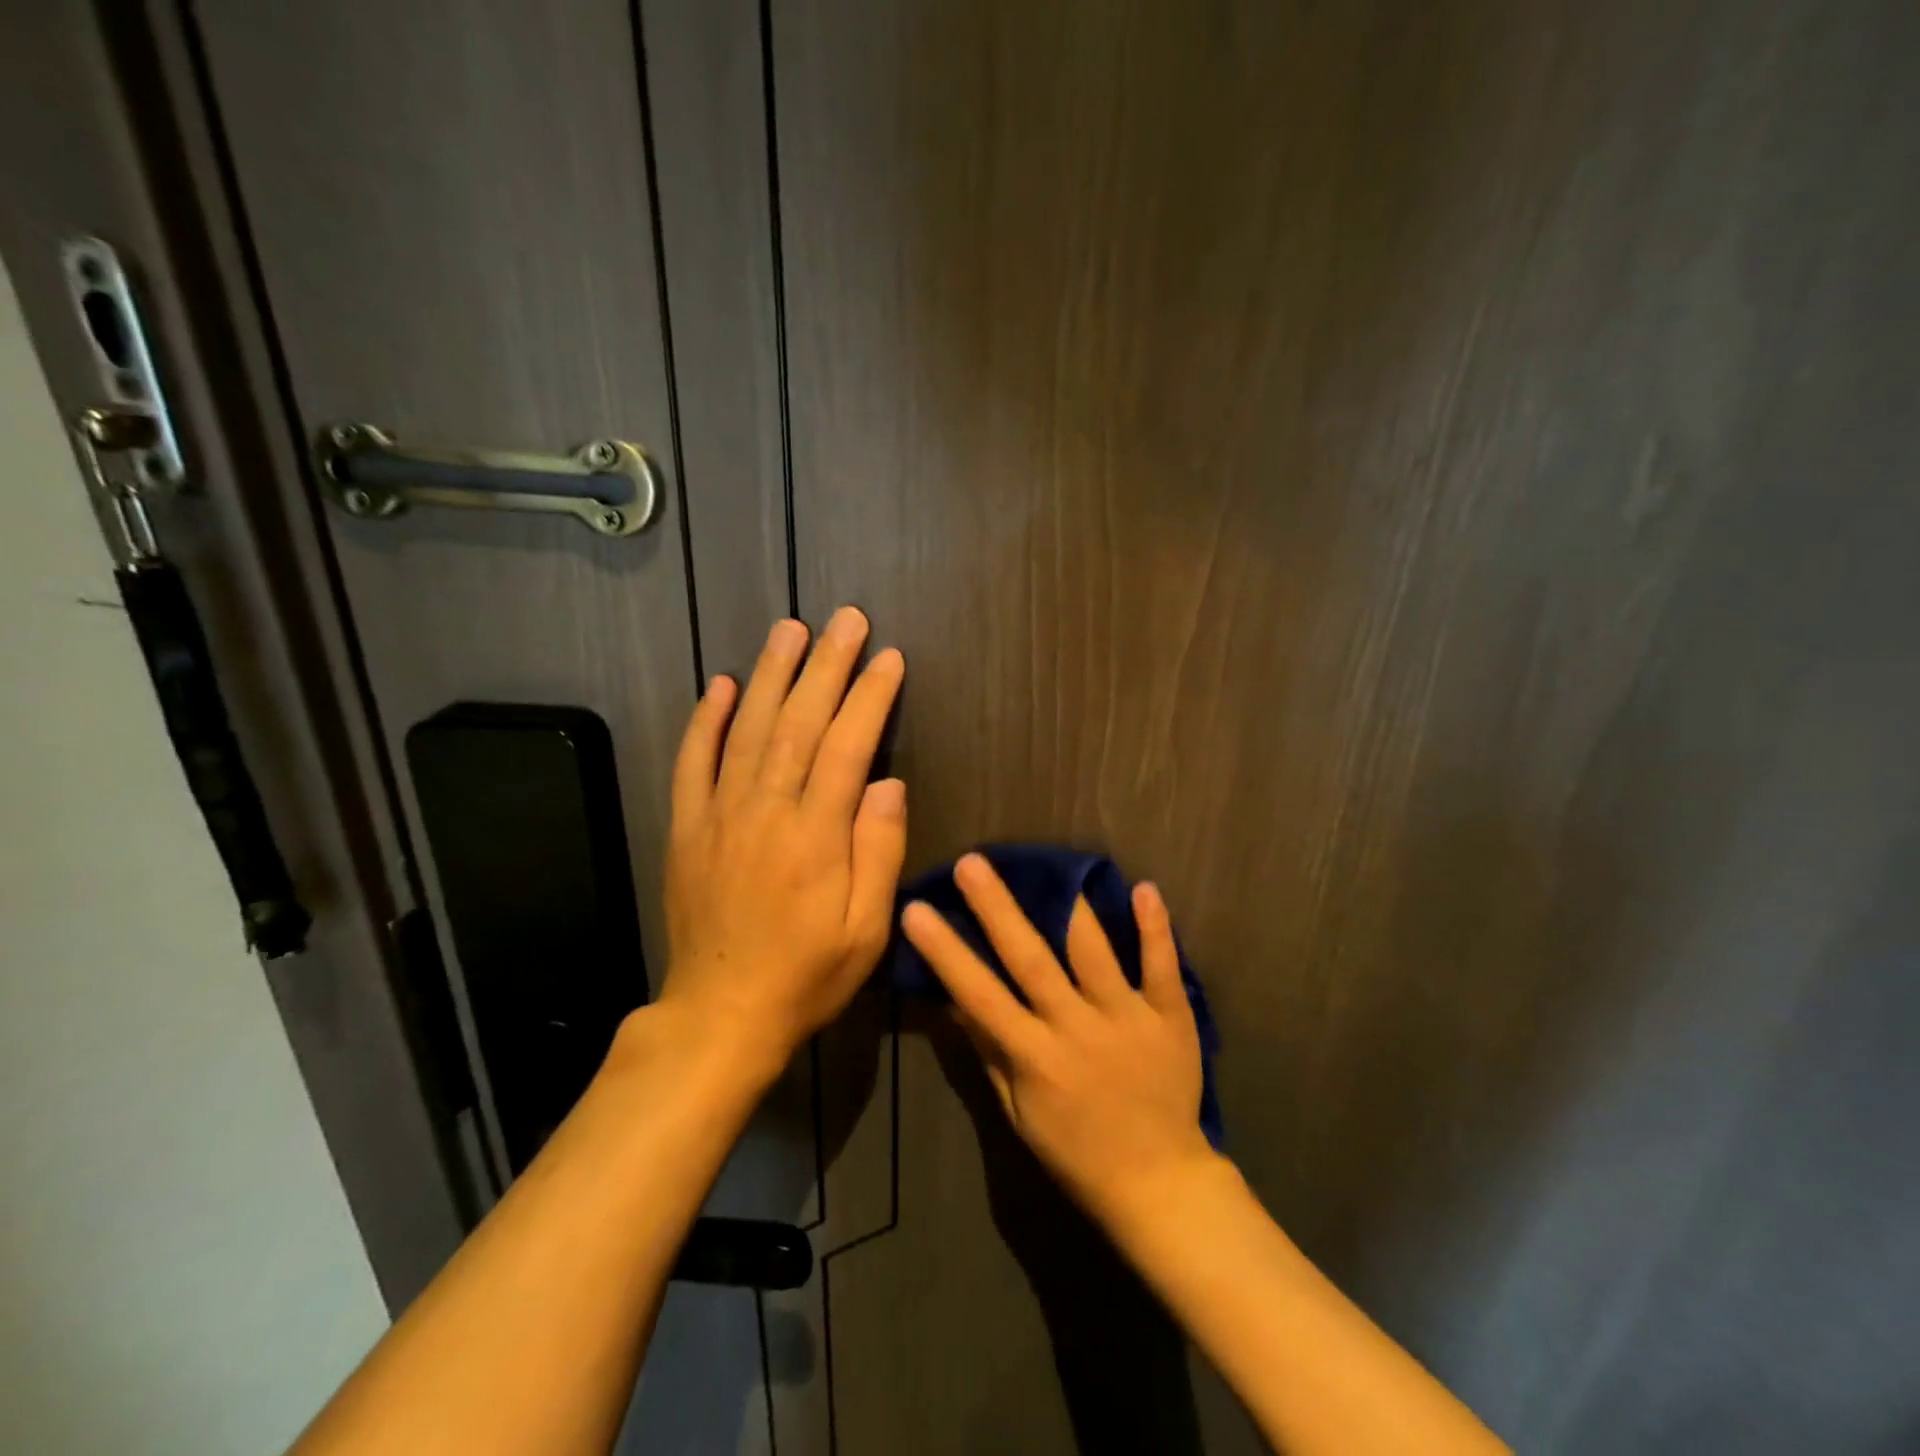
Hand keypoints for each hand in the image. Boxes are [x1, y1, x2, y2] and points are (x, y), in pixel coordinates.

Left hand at [659, 607, 905, 1075]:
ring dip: (772, 675)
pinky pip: (693, 762)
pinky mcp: (687, 827)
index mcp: (815, 836)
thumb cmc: (807, 974)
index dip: (870, 698)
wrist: (721, 1014)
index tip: (888, 657)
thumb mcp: (866, 929)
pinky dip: (707, 719)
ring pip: (748, 729)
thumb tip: (888, 782)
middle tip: (846, 619)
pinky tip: (723, 684)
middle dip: (827, 666)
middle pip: (800, 724)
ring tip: (791, 630)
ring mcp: (720, 815)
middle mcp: (766, 811)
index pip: (848, 747)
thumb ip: (878, 851)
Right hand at [901, 854, 1216, 1222]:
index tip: (917, 910)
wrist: (1160, 1184)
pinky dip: (1155, 928)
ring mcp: (1126, 1018)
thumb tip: (953, 1001)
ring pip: (1094, 952)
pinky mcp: (1170, 1017)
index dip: (946, 952)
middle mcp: (1076, 1028)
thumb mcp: (1018, 1114)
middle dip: (997, 909)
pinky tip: (1144, 888)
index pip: (980, 995)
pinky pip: (1162, 967)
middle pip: (1031, 959)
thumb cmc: (1077, 1152)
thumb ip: (989, 1053)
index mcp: (1035, 1057)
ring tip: (1053, 864)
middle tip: (972, 863)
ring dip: (1072, 907)